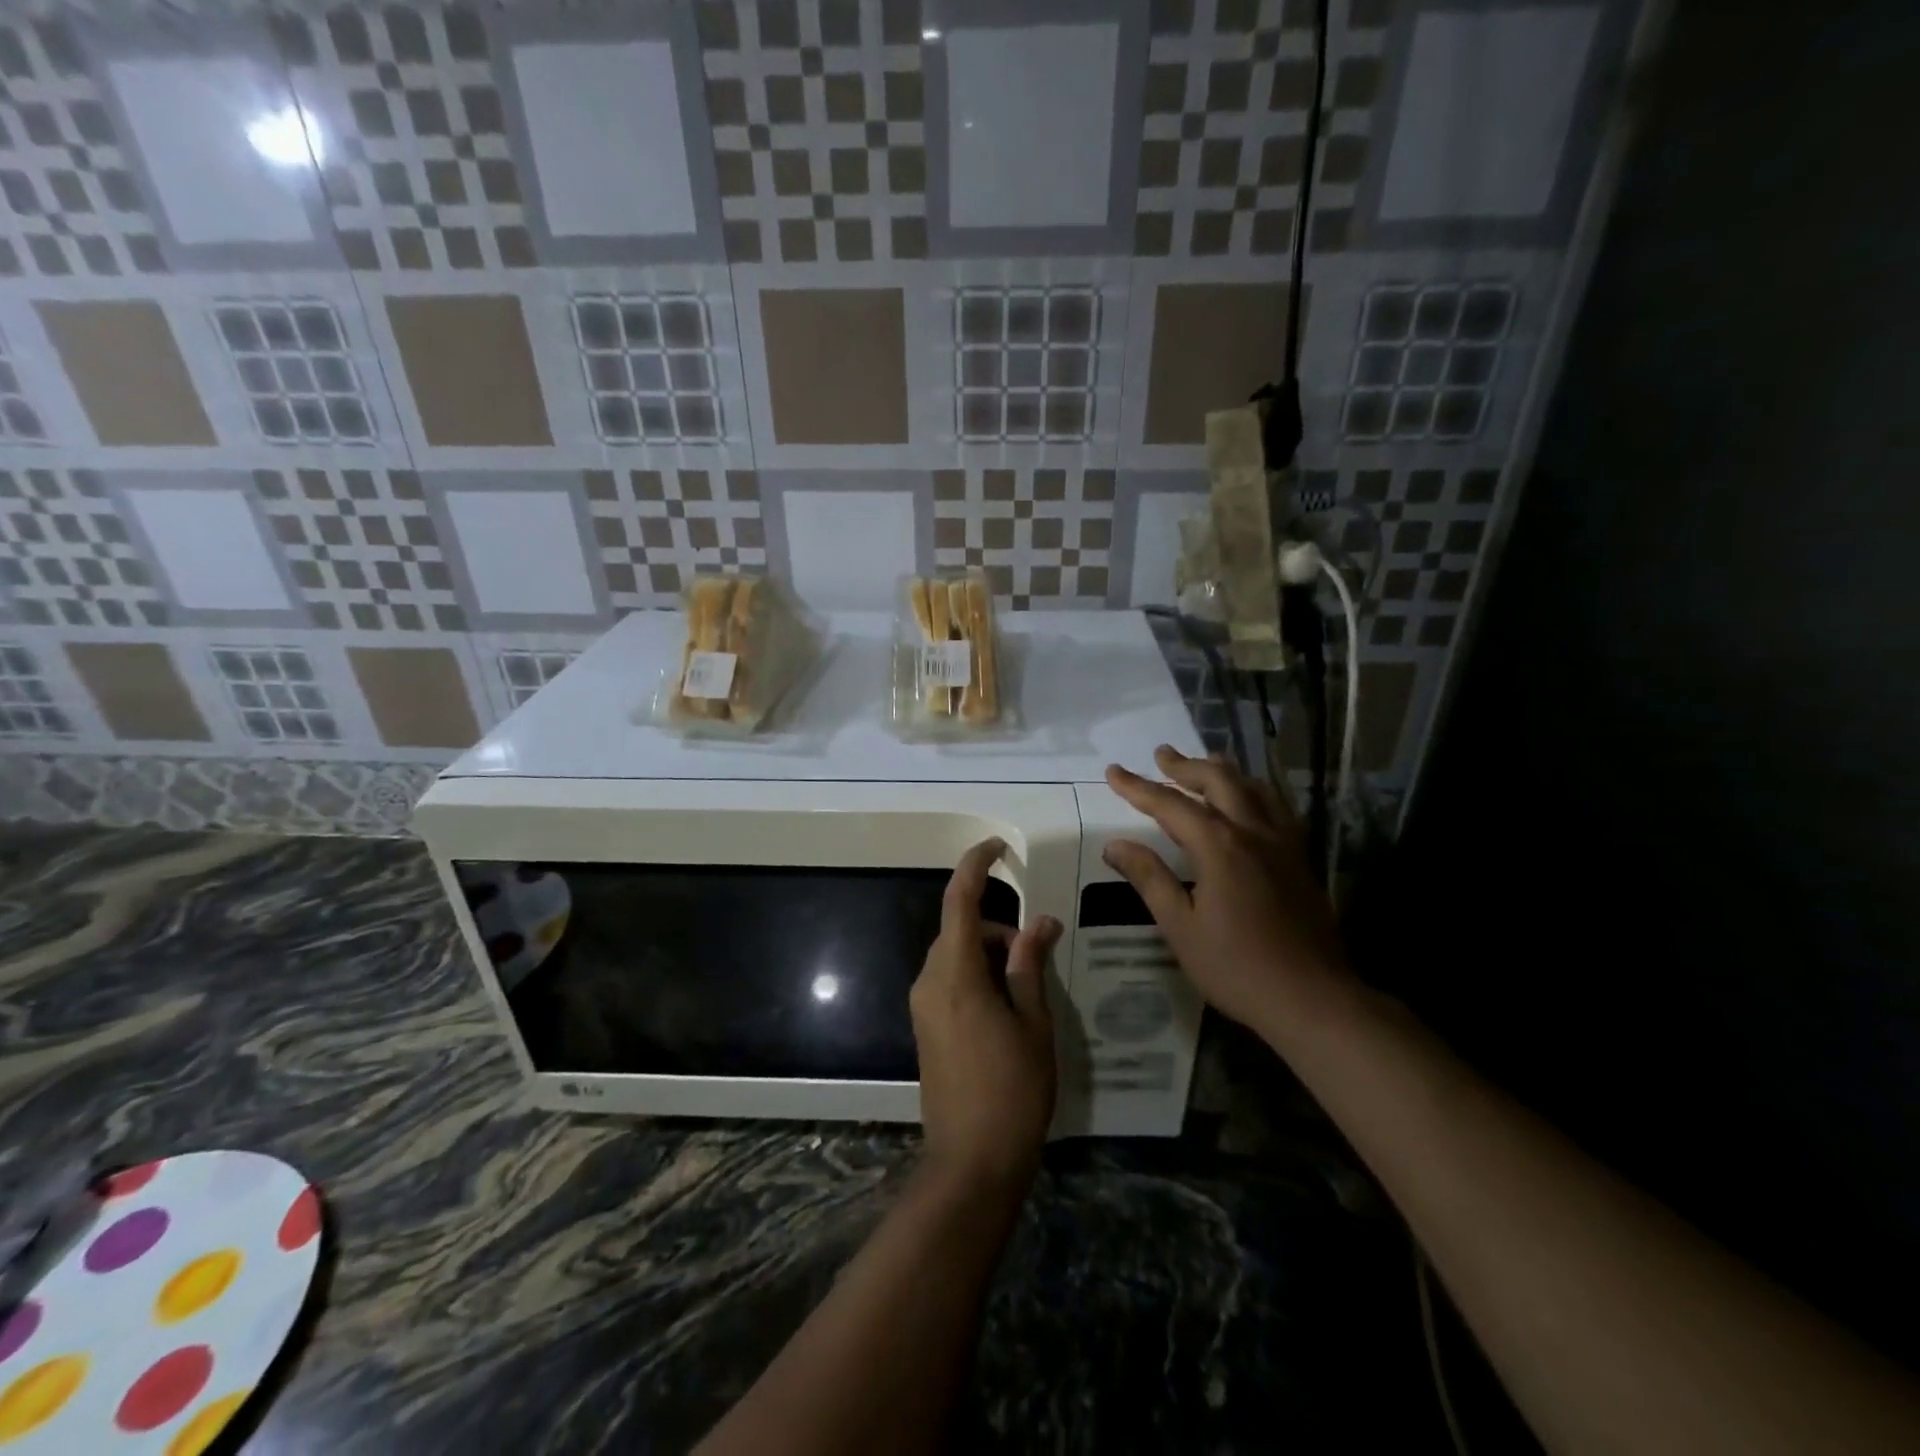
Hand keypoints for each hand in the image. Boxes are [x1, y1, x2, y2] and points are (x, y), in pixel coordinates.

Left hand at [910, 838, 1062, 1195]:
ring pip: (956, 955)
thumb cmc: (1012, 1090)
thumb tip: (1039, 923)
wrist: (971, 1162)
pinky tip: (1009, 1008)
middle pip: (961, 930)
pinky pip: (950, 980)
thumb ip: (1030, 966)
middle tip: (1039, 953)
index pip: (960, 902)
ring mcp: (923, 1005)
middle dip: (999, 929)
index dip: (975, 867)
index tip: (997, 848)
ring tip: (1029, 990)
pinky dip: (978, 976)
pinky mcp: (925, 1026)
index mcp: (955, 974)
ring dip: (991, 955)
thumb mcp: (1033, 1024)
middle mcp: (929, 981)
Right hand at [1103, 746, 1350, 1036]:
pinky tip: (1252, 801)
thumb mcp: (1181, 927)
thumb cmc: (1237, 967)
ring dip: (1224, 771)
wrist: (1313, 998)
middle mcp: (1252, 832)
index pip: (1170, 804)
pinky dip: (1256, 792)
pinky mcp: (1301, 859)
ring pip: (1254, 788)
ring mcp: (1283, 843)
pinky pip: (1277, 808)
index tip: (1114, 771)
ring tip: (1205, 763)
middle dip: (1185, 766)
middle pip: (1218, 781)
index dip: (1139, 787)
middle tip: (1161, 755)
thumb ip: (1150, 879)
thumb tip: (1115, 845)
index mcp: (1219, 846)